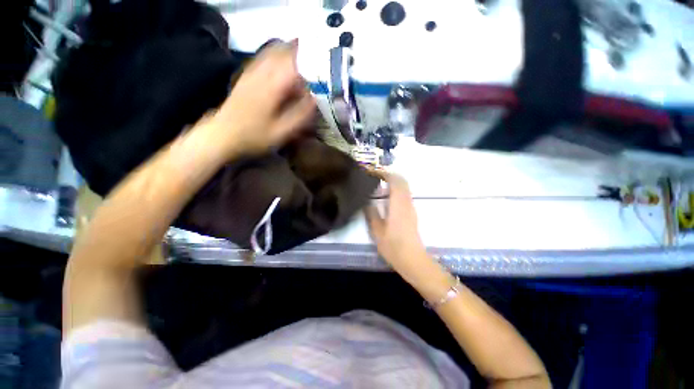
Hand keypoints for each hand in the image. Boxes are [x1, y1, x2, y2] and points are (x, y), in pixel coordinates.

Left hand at [206, 41, 315, 157]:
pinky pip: (264, 59)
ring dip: (291, 55)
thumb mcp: (282, 131)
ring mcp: (252, 72)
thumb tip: (316, 99)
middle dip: (303, 56)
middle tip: (317, 66)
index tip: (324, 72)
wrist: (222, 135)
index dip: (313, 64)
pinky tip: (283, 67)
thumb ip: (300, 115)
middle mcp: (262, 72)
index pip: (297, 63)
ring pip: (274, 53)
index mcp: (273, 85)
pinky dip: (277, 59)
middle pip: (285, 53)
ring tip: (304, 64)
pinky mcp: (246, 76)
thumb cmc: (254, 136)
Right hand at [365, 172, 431, 279]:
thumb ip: (371, 214)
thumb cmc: (394, 246)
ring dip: (393, 182)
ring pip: (404, 187)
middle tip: (374, 176)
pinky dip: (396, 189)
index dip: (384, 173)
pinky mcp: (411, 212)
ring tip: (378, 184)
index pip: (395, 180)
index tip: (372, 172)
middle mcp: (407, 202)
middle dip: (389, 175)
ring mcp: (411, 207)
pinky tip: (385, 196)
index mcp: (398, 204)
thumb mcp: (377, 231)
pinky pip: (405, 194)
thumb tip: (367, 202)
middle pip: (402, 181)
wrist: (413, 259)